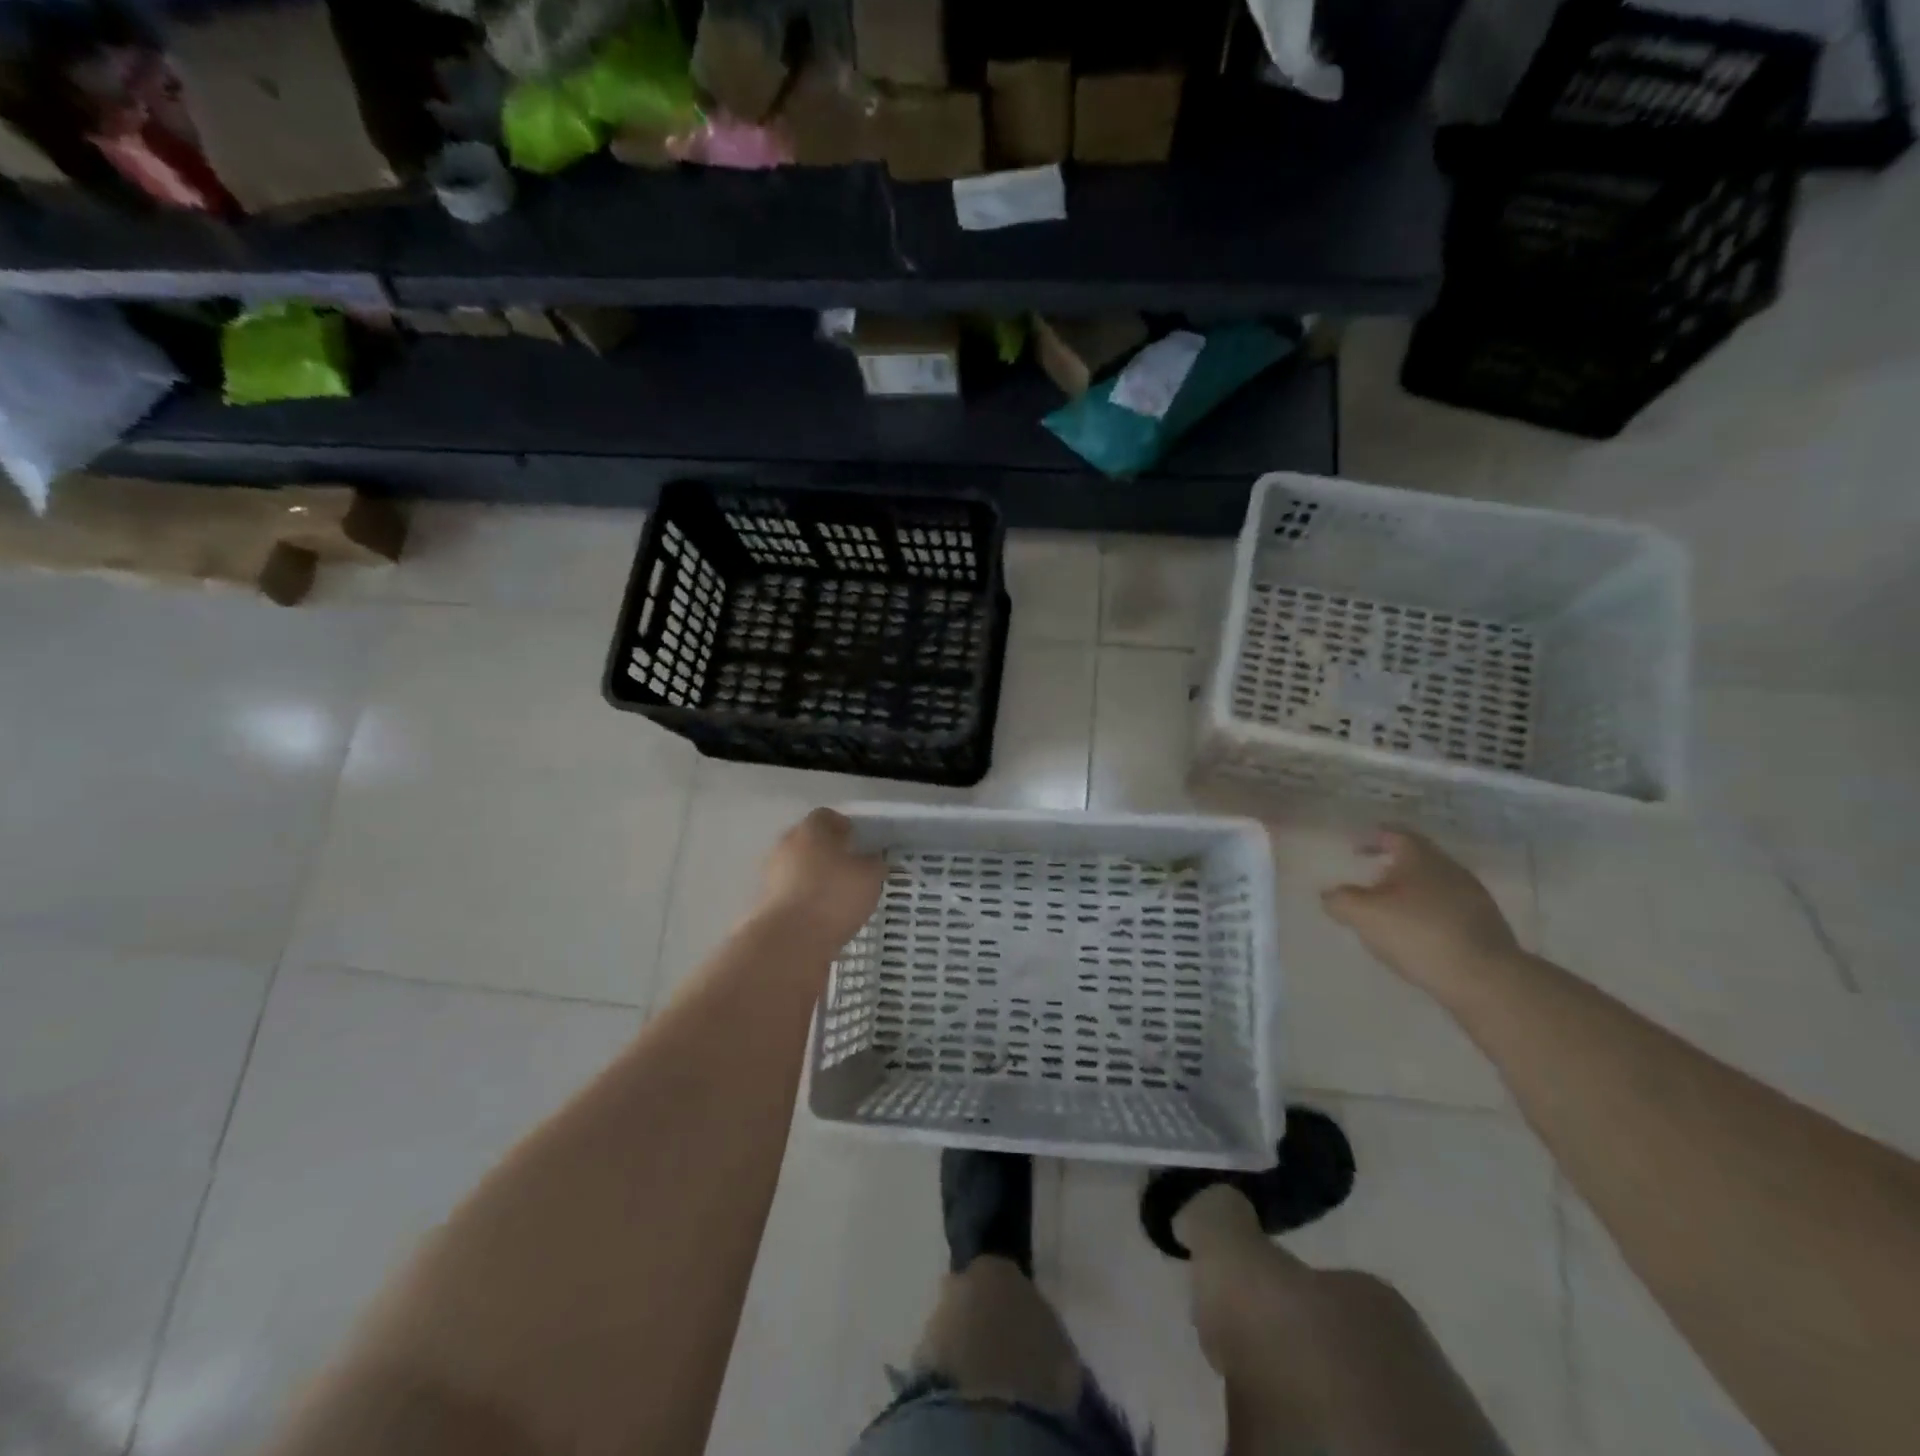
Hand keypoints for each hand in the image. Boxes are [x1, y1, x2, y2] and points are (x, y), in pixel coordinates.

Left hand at [756, 808, 887, 949]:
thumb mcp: (870, 876)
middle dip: (827, 851)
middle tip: (849, 867)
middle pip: (809, 840)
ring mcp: (772, 874)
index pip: (827, 816)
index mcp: (811, 829)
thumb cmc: (833, 896)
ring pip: (798, 867)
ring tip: (837, 895)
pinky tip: (822, 914)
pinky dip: (805, 899)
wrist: (789, 941)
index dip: (844, 826)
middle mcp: (786, 844)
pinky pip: (792, 892)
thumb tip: (871, 859)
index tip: (858, 841)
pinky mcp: (766, 902)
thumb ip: (874, 863)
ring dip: (814, 876)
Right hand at [1320, 829, 1519, 994]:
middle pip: (1417, 859)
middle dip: (1391, 867)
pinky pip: (1448, 910)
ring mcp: (1473, 897)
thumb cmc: (1418, 934)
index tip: (1356, 849)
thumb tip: (1329, 894)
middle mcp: (1450, 869)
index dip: (1374, 838)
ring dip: (1411, 893)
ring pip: (1434, 885)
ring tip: (1391, 912)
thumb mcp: (1364, 915)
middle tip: (1368, 881)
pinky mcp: (1486, 926)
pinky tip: (1417, 935)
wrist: (1485, 979)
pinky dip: (1428, 914)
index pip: (1395, 834)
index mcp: (1421, 857)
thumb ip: (1340, 900)